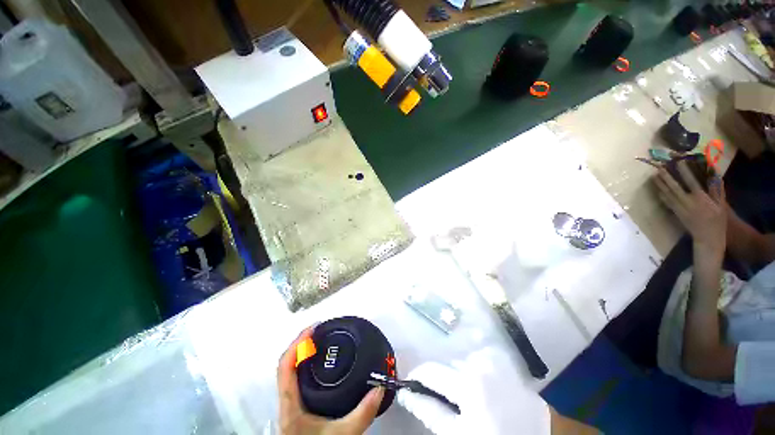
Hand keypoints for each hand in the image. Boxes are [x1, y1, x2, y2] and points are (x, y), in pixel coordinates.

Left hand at [278, 327, 384, 434]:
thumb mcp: (345, 432)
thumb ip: (363, 413)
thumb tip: (379, 389)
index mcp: (289, 403)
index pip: (285, 366)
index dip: (296, 345)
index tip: (312, 330)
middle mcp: (284, 400)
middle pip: (284, 366)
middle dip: (299, 347)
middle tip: (319, 335)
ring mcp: (288, 405)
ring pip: (288, 375)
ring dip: (300, 358)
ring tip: (318, 348)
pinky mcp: (294, 410)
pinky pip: (294, 384)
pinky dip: (303, 372)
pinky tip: (319, 374)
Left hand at [655, 160, 726, 255]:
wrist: (708, 245)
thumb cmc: (717, 224)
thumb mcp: (721, 206)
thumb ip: (717, 189)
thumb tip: (715, 172)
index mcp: (700, 199)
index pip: (691, 182)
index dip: (684, 170)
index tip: (678, 160)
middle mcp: (689, 204)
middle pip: (676, 189)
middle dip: (667, 177)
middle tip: (658, 166)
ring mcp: (683, 212)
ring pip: (670, 196)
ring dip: (662, 186)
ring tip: (654, 175)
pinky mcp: (680, 218)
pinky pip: (670, 206)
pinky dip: (664, 198)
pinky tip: (658, 191)